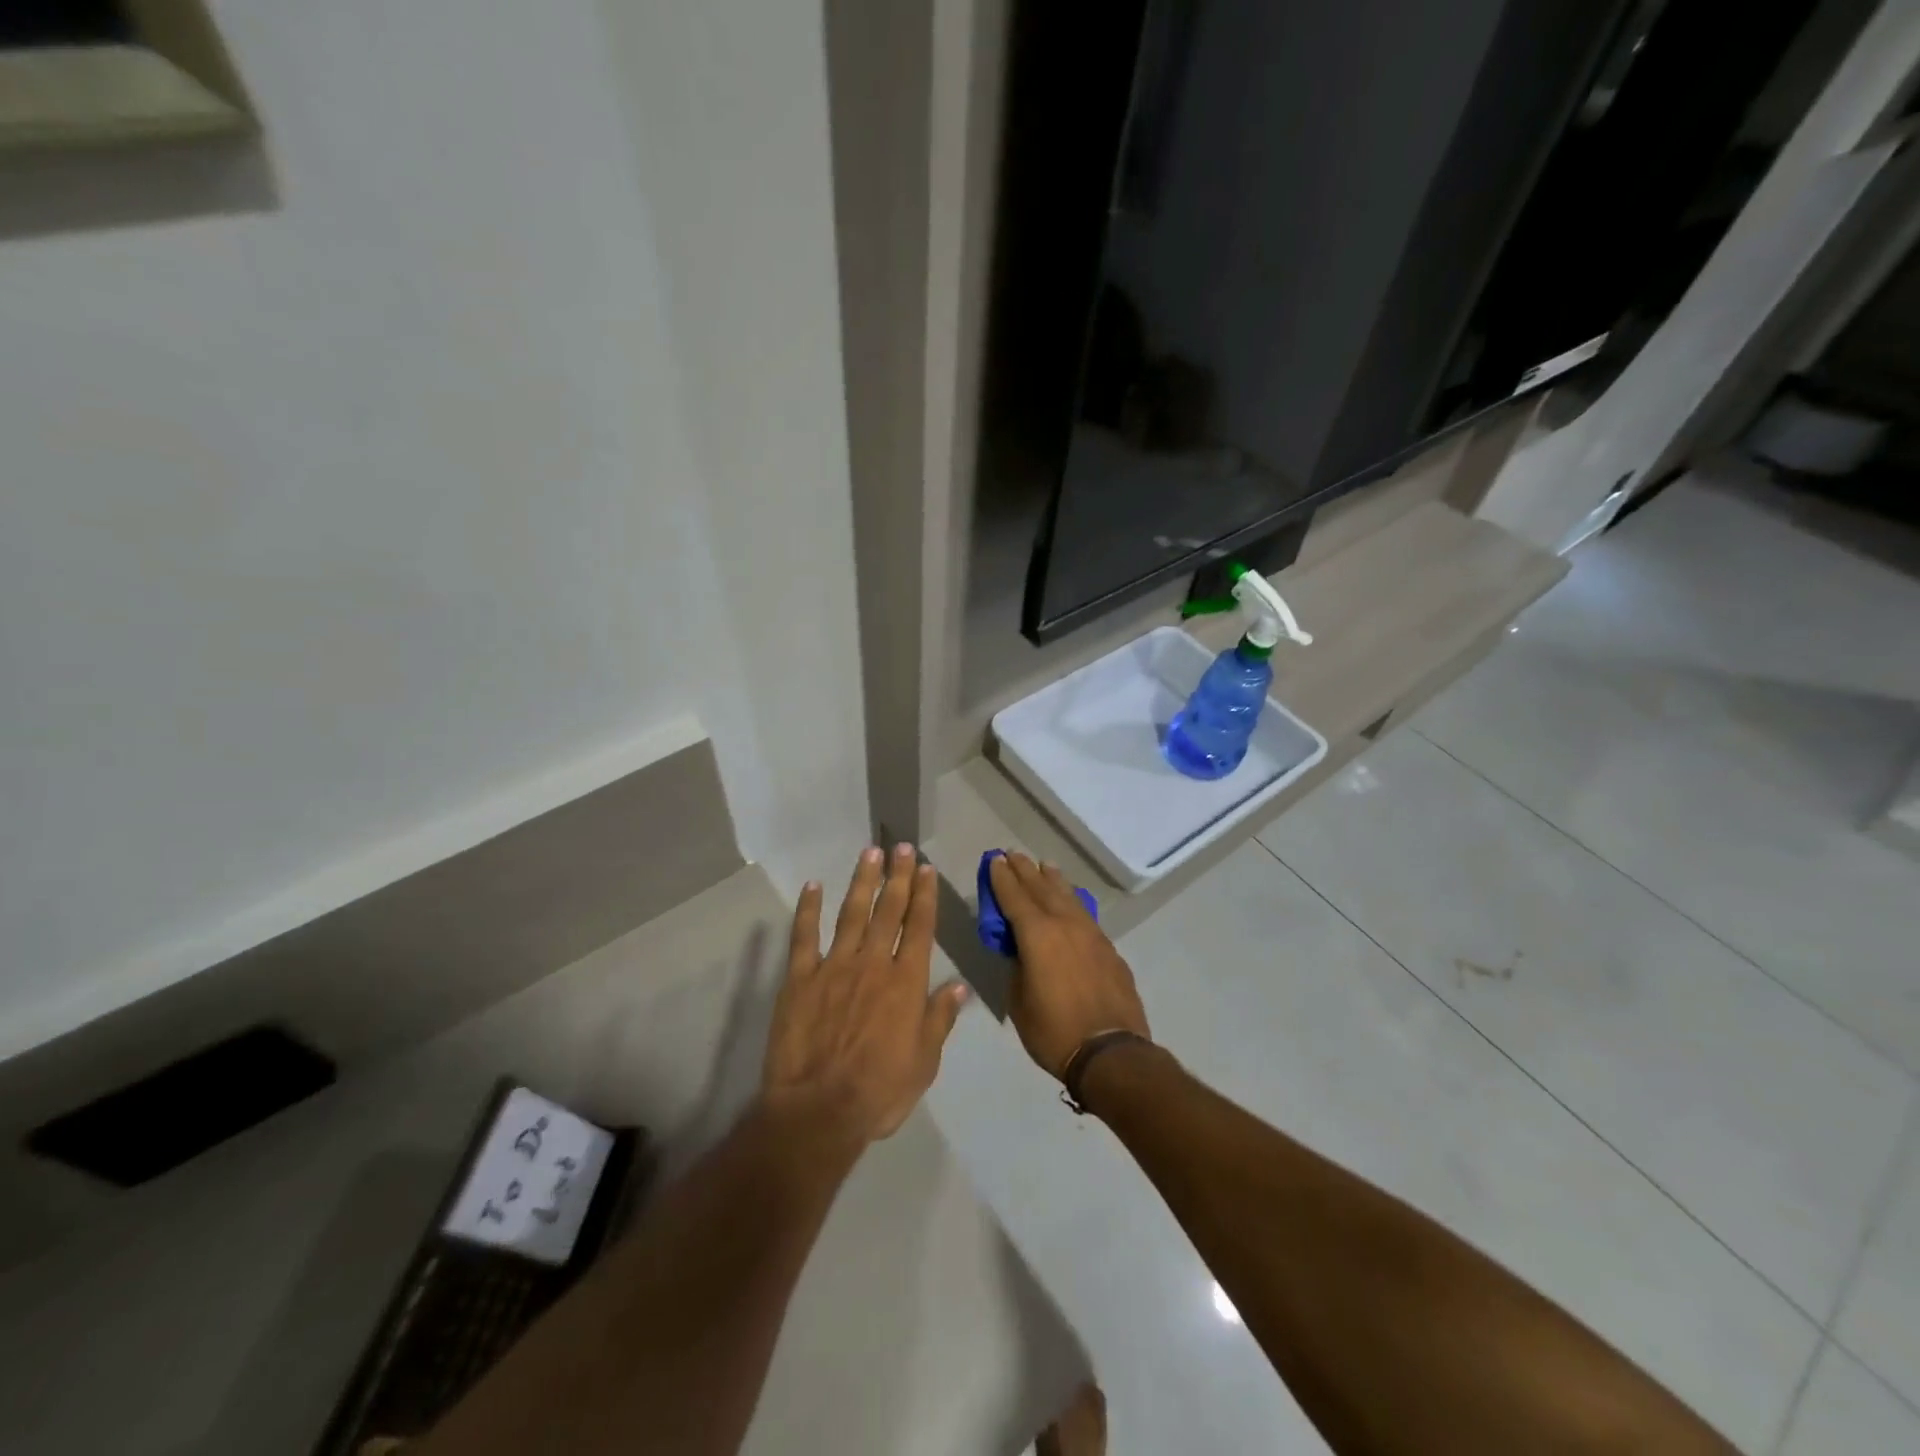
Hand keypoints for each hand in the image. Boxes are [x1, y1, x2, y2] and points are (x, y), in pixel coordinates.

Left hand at [761, 845, 970, 1147]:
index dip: (924, 895)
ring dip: (862, 881)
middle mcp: (873, 964)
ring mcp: (834, 967)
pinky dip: (808, 909)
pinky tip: (813, 886)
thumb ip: (939, 1019)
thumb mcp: (924, 1062)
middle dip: (898, 876)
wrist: (819, 1111)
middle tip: (902, 847)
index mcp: (906, 982)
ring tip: (870, 853)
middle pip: (888, 911)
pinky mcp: (800, 978)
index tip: (926, 868)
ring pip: (852, 914)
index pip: (919, 927)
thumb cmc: (879, 1091)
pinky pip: (804, 936)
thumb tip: (958, 986)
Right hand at [988, 853, 1150, 1079]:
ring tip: (1043, 866)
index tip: (994, 860)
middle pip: (1041, 888)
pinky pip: (1085, 914)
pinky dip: (1072, 900)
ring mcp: (1091, 934)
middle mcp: (1065, 924)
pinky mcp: (1108, 948)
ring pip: (1068, 896)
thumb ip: (1017, 968)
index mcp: (1037, 935)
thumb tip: (1022, 953)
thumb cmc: (1054, 1031)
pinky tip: (1071, 900)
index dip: (1001, 878)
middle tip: (1013, 854)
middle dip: (1024, 871)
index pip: (1014, 897)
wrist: (1111, 1052)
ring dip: (1052, 879)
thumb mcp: (1019, 1001)